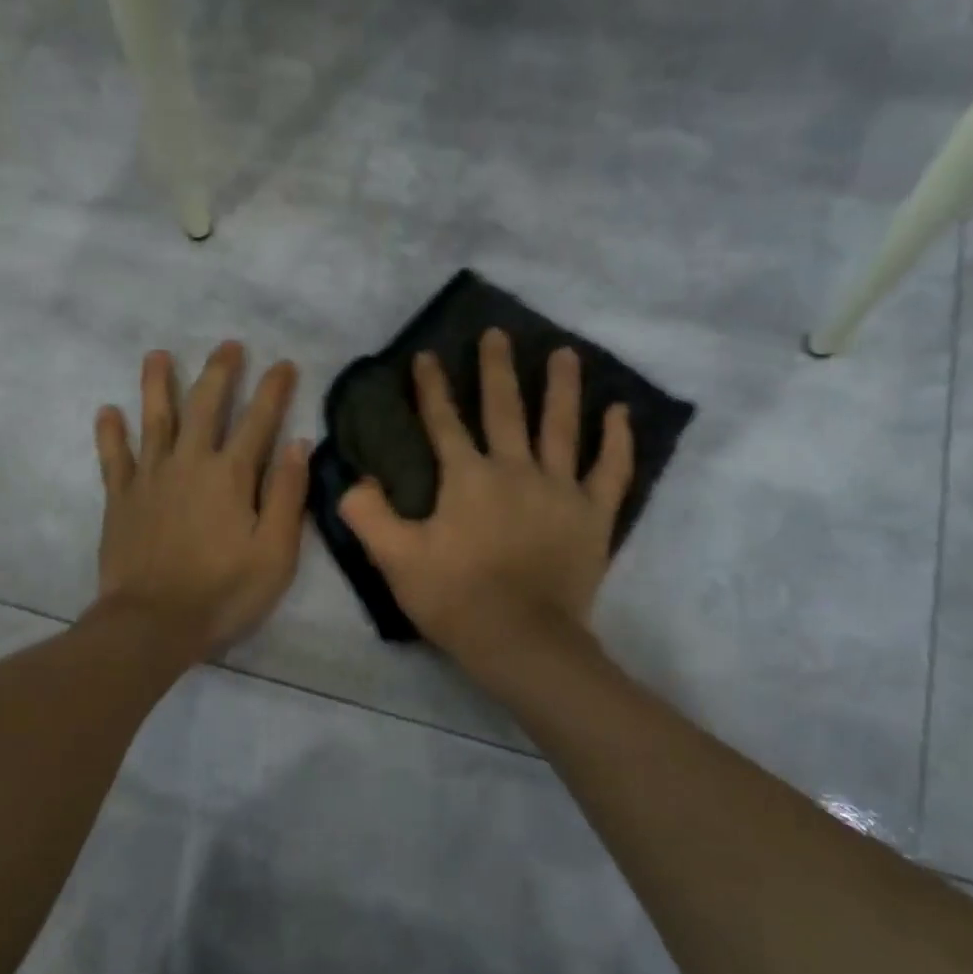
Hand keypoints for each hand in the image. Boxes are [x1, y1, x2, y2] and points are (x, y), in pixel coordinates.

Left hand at [94, 342, 309, 657]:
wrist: (152, 623)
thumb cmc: (224, 592)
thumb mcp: (275, 552)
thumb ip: (288, 495)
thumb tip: (300, 444)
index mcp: (231, 475)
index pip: (258, 421)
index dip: (273, 390)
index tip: (284, 364)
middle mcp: (189, 463)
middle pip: (204, 406)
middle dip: (219, 373)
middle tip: (228, 346)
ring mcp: (150, 478)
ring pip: (154, 420)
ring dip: (157, 385)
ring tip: (157, 355)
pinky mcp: (121, 499)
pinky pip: (113, 457)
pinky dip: (110, 433)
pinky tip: (107, 411)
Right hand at [339, 329, 632, 668]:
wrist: (522, 640)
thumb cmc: (456, 600)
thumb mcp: (396, 560)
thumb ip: (368, 515)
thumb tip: (353, 479)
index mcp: (467, 478)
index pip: (444, 422)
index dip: (431, 388)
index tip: (426, 355)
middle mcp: (515, 470)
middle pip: (505, 409)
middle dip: (496, 369)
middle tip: (496, 334)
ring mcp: (560, 489)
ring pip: (561, 427)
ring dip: (561, 387)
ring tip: (564, 353)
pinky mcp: (593, 515)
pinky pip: (610, 470)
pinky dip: (617, 441)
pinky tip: (619, 412)